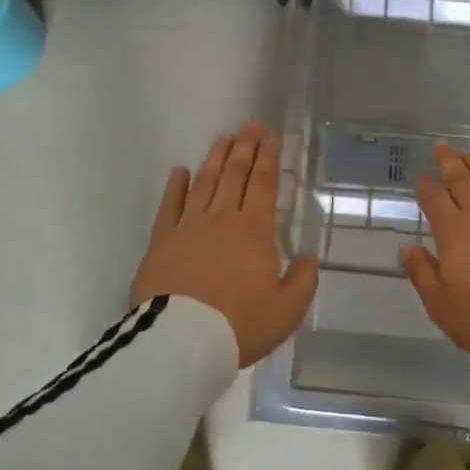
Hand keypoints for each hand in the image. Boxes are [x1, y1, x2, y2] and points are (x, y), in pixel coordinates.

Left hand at [129, 124, 319, 366]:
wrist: (181, 341)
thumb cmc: (238, 325)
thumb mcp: (286, 311)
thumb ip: (302, 281)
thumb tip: (308, 258)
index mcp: (254, 231)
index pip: (263, 185)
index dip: (268, 159)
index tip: (269, 138)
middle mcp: (222, 218)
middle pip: (234, 175)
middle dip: (245, 149)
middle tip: (250, 128)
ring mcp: (188, 226)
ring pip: (205, 183)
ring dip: (215, 158)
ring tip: (223, 139)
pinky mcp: (161, 240)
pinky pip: (169, 205)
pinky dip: (176, 186)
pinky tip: (180, 171)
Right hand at [401, 143, 469, 358]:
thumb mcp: (441, 303)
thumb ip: (422, 273)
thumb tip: (408, 249)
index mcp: (454, 231)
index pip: (436, 200)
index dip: (426, 187)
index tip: (421, 176)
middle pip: (462, 180)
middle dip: (449, 162)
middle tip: (441, 146)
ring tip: (468, 155)